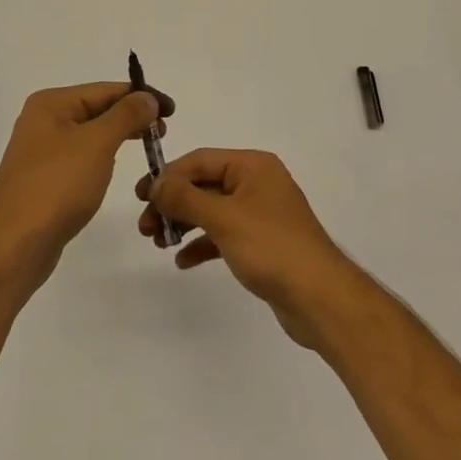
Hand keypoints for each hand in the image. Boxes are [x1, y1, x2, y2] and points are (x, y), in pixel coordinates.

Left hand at [0, 82, 170, 282]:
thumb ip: (125, 115)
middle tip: (163, 131)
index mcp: (51, 103)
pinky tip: (116, 165)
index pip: (105, 89)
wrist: (17, 243)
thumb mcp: (97, 143)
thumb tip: (147, 97)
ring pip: (91, 133)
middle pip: (97, 109)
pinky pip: (82, 156)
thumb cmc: (58, 185)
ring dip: (120, 135)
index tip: (172, 110)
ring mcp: (42, 150)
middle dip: (132, 116)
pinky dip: (104, 155)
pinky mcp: (45, 177)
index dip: (141, 96)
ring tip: (149, 145)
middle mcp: (43, 120)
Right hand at [136, 149, 360, 348]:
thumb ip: (185, 198)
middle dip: (172, 203)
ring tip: (158, 242)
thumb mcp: (224, 218)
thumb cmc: (272, 248)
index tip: (140, 197)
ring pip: (210, 211)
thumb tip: (156, 184)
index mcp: (253, 166)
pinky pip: (222, 235)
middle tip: (145, 227)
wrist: (320, 299)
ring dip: (183, 223)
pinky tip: (182, 260)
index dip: (168, 176)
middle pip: (203, 184)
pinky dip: (201, 244)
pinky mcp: (261, 243)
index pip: (199, 160)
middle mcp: (257, 183)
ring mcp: (260, 214)